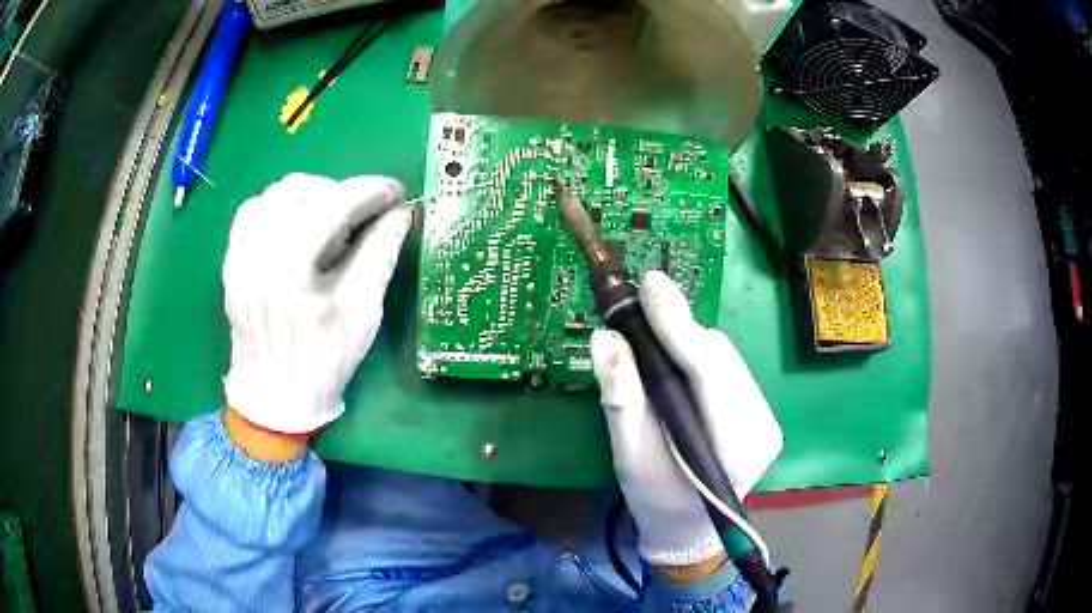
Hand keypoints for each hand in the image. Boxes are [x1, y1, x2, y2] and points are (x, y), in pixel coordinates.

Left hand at [222, 173, 411, 441]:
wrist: (274, 396)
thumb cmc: (324, 362)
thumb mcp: (362, 312)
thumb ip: (380, 254)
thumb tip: (399, 212)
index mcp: (293, 272)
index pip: (335, 204)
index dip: (370, 191)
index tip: (395, 193)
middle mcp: (259, 254)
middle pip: (303, 190)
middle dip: (342, 192)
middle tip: (363, 214)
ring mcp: (240, 255)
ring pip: (276, 193)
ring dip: (311, 195)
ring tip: (330, 219)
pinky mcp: (232, 260)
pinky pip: (254, 210)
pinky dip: (280, 206)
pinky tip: (296, 226)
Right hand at [591, 271, 782, 574]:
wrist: (689, 526)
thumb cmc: (655, 499)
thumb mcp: (630, 457)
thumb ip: (622, 400)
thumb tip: (606, 339)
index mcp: (734, 447)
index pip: (708, 373)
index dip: (678, 325)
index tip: (651, 284)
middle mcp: (762, 427)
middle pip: (720, 358)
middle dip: (680, 331)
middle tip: (639, 312)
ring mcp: (768, 419)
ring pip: (727, 358)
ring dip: (689, 343)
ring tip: (655, 342)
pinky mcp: (763, 412)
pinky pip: (730, 368)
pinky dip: (701, 358)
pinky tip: (680, 366)